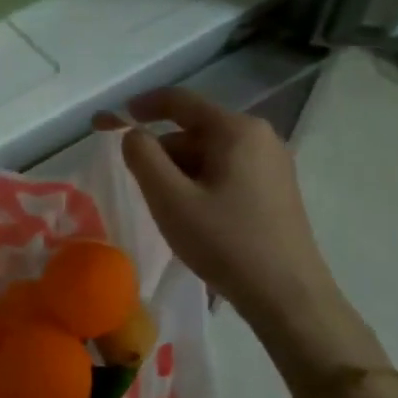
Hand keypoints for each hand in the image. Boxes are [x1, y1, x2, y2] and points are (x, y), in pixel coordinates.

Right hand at [97, 89, 385, 379]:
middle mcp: (260, 137)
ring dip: (180, 172)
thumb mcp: (169, 199)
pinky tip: (194, 216)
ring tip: (167, 210)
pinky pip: (227, 171)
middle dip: (161, 151)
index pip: (180, 102)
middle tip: (139, 186)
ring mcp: (273, 163)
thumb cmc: (225, 242)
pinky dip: (201, 183)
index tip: (109, 120)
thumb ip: (142, 156)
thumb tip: (133, 134)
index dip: (141, 106)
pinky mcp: (277, 188)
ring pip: (209, 154)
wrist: (288, 296)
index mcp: (237, 130)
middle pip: (194, 131)